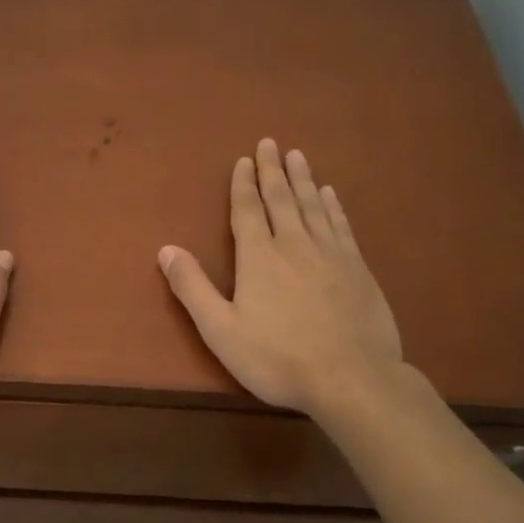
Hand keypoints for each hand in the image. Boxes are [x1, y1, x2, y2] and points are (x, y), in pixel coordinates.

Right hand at [159, 139, 411, 426]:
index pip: (248, 209)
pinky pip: (341, 224)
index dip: (243, 183)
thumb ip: (192, 288)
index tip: (243, 159)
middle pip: (282, 197)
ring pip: (313, 205)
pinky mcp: (358, 267)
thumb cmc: (279, 358)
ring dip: (303, 178)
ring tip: (297, 156)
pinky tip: (330, 194)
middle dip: (272, 169)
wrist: (353, 379)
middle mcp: (294, 244)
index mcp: (259, 256)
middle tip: (270, 143)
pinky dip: (333, 205)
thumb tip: (165, 249)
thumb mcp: (221, 330)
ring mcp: (331, 253)